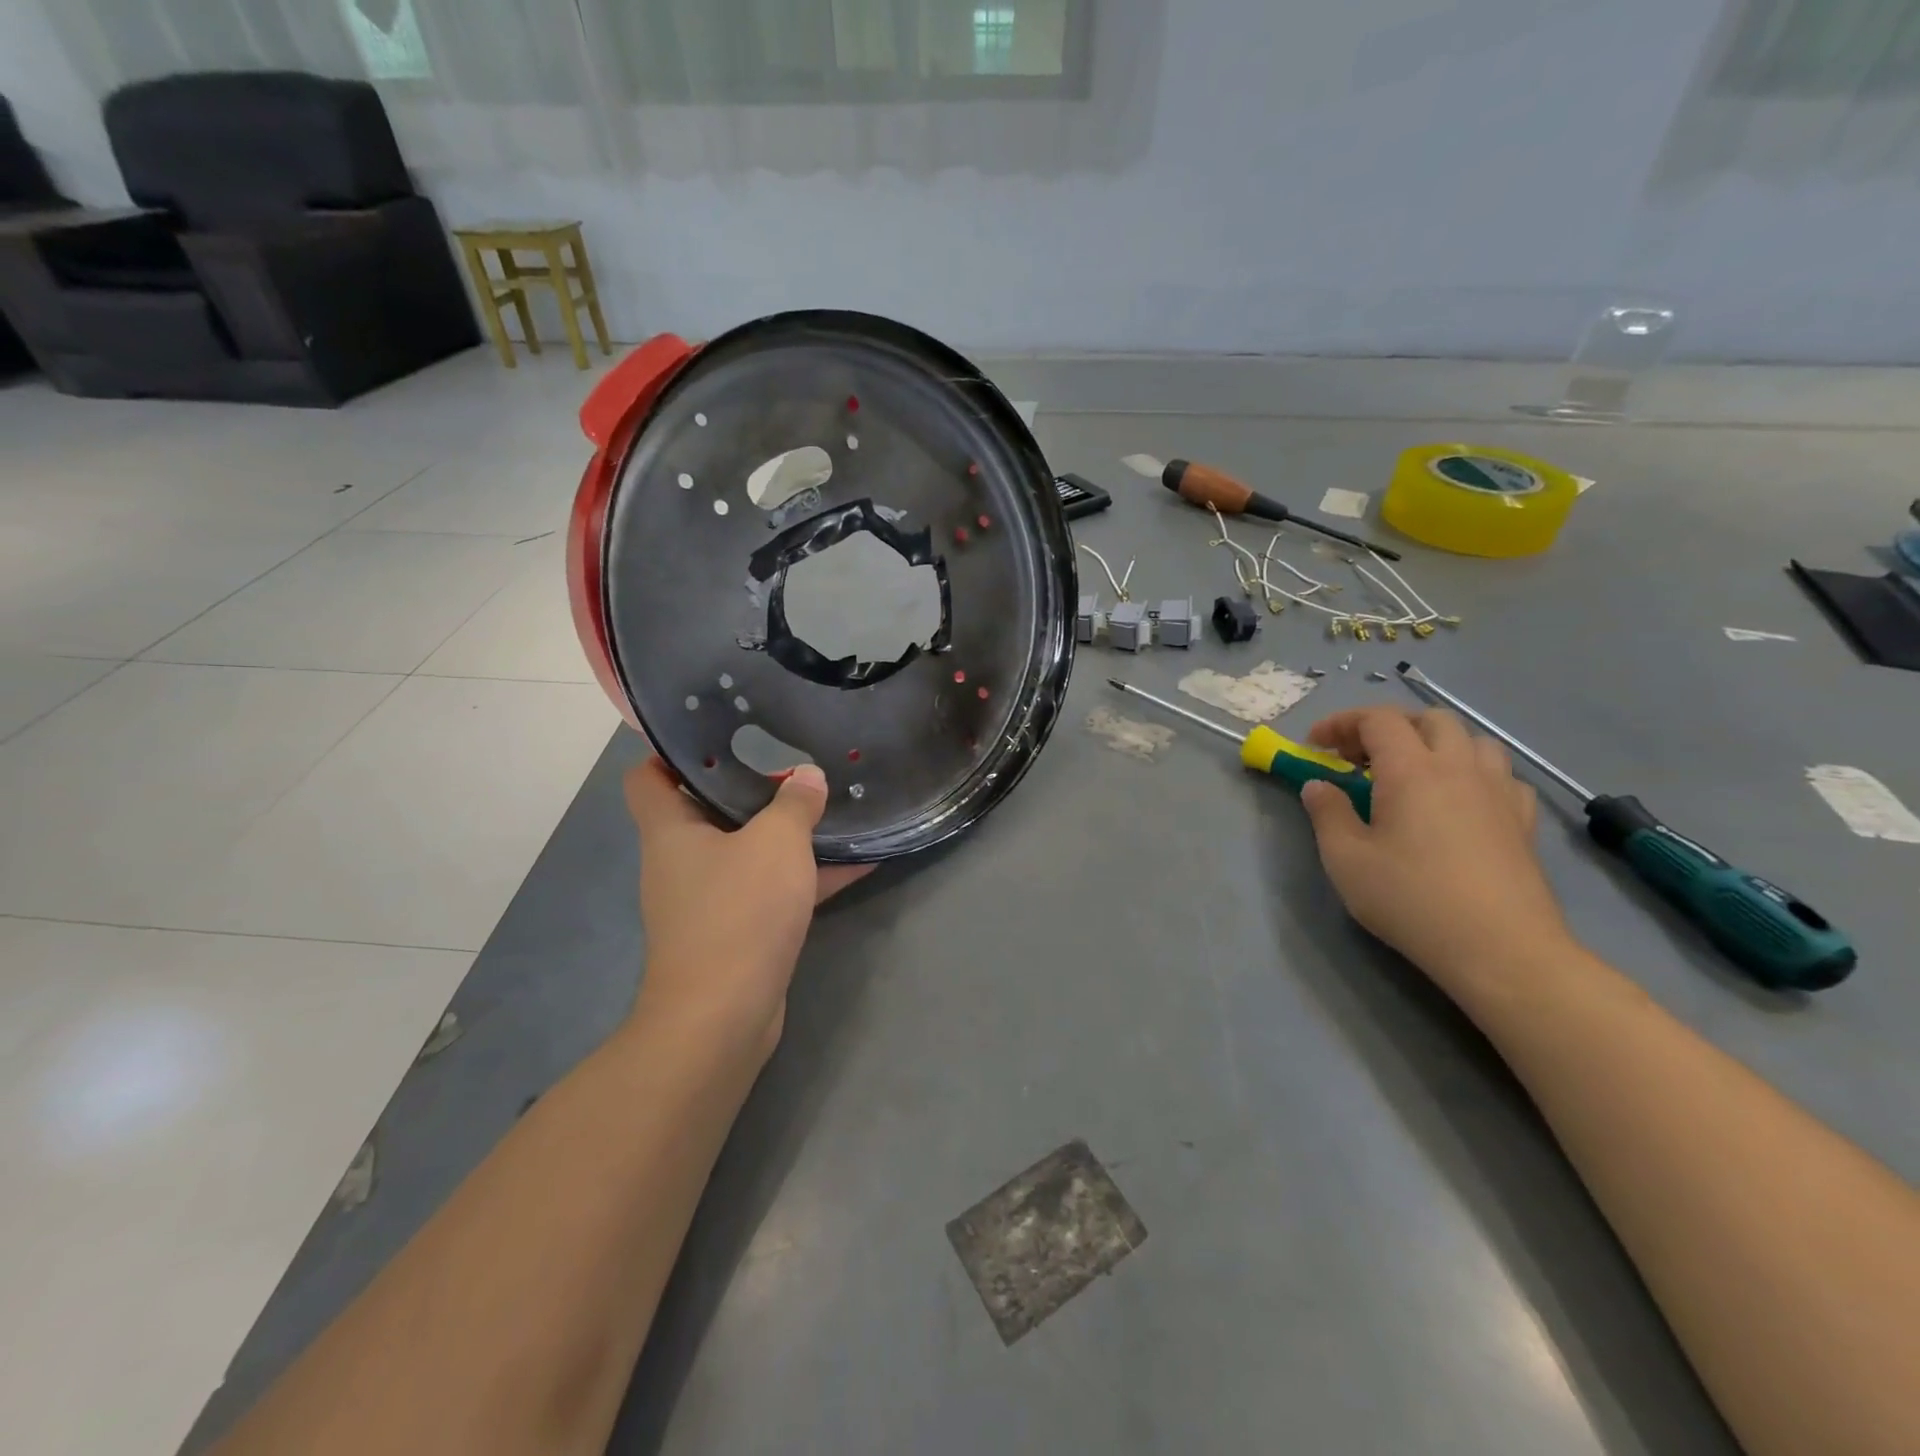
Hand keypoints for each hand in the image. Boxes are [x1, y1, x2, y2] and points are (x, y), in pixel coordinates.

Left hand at [623, 758, 870, 1059]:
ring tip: (832, 803)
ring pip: (747, 851)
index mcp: (671, 831)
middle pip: (706, 810)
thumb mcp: (775, 843)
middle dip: (750, 786)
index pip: (647, 776)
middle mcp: (682, 861)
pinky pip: (773, 889)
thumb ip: (794, 803)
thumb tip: (807, 776)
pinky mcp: (739, 930)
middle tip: (794, 761)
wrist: (724, 1015)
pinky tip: (860, 861)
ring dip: (785, 833)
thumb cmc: (738, 912)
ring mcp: (710, 899)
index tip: (718, 733)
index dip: (671, 751)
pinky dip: (807, 876)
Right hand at [1299, 706, 1572, 990]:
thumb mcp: (1346, 860)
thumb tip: (1318, 786)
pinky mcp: (1523, 821)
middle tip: (1361, 757)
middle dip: (1390, 726)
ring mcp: (1498, 792)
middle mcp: (1459, 768)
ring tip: (1412, 773)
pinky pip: (1501, 775)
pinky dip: (1474, 773)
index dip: (1342, 722)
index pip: (1377, 719)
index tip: (1316, 745)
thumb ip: (1328, 814)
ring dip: (1436, 743)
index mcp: (1411, 770)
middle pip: (1430, 719)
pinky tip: (1461, 800)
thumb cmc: (1411, 899)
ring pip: (1473, 740)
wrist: (1500, 948)